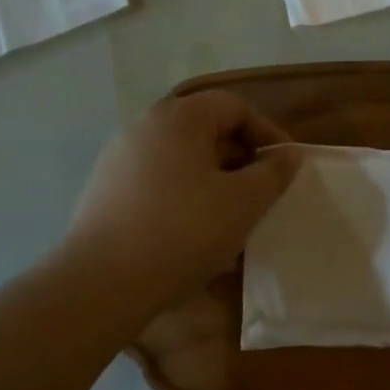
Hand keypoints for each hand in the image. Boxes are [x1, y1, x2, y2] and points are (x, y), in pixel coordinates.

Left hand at [66, 90, 302, 314]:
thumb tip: (287, 154)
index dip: (267, 132)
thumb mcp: (243, 203)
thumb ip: (272, 173)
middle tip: (262, 194)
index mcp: (177, 118)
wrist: (102, 284)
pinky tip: (196, 234)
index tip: (286, 167)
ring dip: (214, 182)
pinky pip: (158, 182)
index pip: (234, 106)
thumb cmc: (183, 232)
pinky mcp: (105, 191)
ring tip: (233, 218)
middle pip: (205, 130)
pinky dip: (185, 198)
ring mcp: (118, 159)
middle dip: (241, 159)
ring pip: (182, 160)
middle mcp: (143, 127)